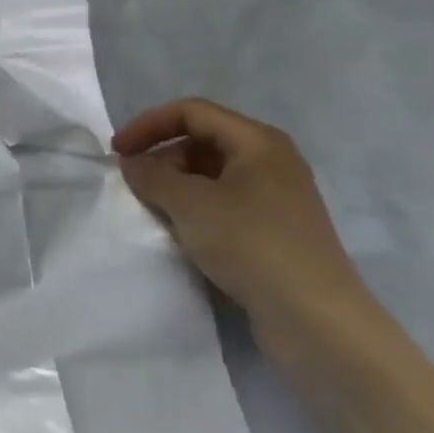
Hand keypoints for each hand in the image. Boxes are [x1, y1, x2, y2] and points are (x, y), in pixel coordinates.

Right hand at [114, 97, 380, 368]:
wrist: (316, 320)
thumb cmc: (251, 244)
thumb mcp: (190, 204)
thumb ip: (152, 175)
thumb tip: (132, 163)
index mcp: (257, 141)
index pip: (191, 112)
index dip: (149, 125)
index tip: (117, 152)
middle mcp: (271, 161)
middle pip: (202, 141)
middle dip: (162, 157)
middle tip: (135, 186)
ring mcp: (276, 198)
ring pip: (212, 176)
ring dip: (177, 186)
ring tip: (154, 211)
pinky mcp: (275, 232)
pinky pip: (225, 204)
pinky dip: (196, 210)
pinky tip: (183, 234)